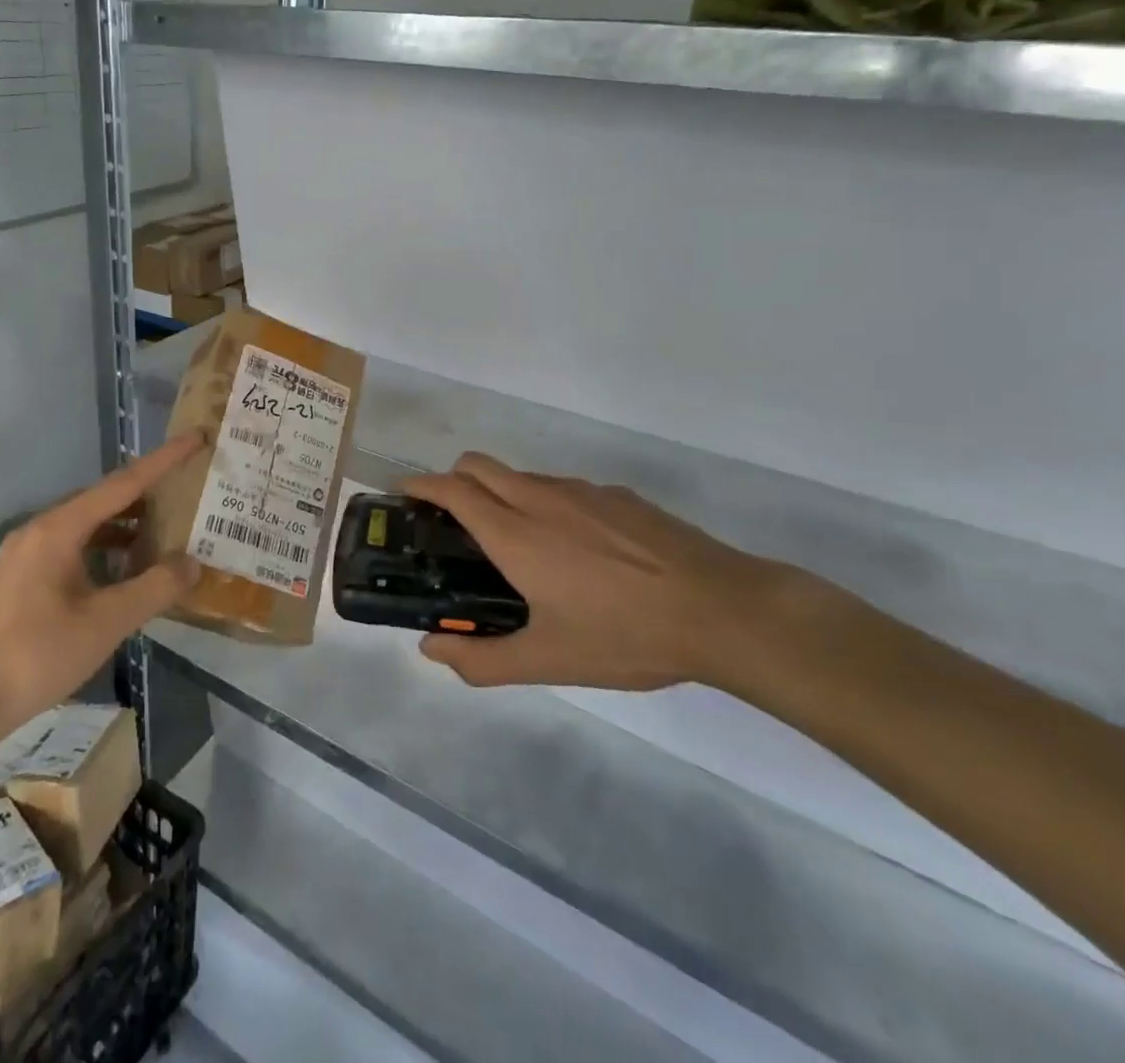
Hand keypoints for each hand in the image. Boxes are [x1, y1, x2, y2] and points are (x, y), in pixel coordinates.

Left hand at [0, 433, 206, 731]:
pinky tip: (125, 574)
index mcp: (59, 529)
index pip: (124, 483)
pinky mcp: (21, 579)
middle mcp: (40, 530)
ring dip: (127, 527)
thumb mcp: (106, 622)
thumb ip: (154, 588)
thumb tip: (192, 563)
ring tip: (166, 534)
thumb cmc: (36, 654)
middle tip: (187, 492)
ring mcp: (26, 554)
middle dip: (148, 494)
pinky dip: (105, 551)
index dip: (164, 460)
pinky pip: (73, 548)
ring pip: (88, 526)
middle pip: (104, 500)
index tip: (196, 438)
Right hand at [404, 452, 784, 691]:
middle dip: (453, 479)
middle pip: (479, 464)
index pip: (453, 488)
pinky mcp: (618, 496)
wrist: (721, 610)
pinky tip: (575, 550)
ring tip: (514, 542)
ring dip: (500, 492)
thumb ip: (482, 659)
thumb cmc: (625, 635)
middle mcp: (541, 498)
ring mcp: (583, 491)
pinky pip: (563, 487)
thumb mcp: (549, 661)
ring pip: (522, 474)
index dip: (421, 485)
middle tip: (450, 520)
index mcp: (516, 533)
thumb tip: (431, 650)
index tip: (404, 496)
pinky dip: (544, 502)